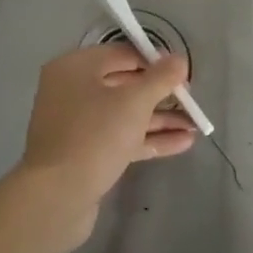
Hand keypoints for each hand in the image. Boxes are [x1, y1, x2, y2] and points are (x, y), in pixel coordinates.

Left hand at [13, 44, 195, 251]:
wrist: (57, 197)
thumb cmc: (95, 136)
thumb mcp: (134, 101)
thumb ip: (160, 78)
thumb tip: (179, 59)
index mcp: (75, 68)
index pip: (122, 54)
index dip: (154, 61)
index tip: (182, 72)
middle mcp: (72, 91)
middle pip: (124, 84)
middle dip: (160, 93)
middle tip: (191, 100)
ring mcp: (78, 124)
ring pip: (125, 114)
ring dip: (160, 118)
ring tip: (196, 125)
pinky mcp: (85, 154)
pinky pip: (121, 138)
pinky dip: (148, 138)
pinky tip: (183, 143)